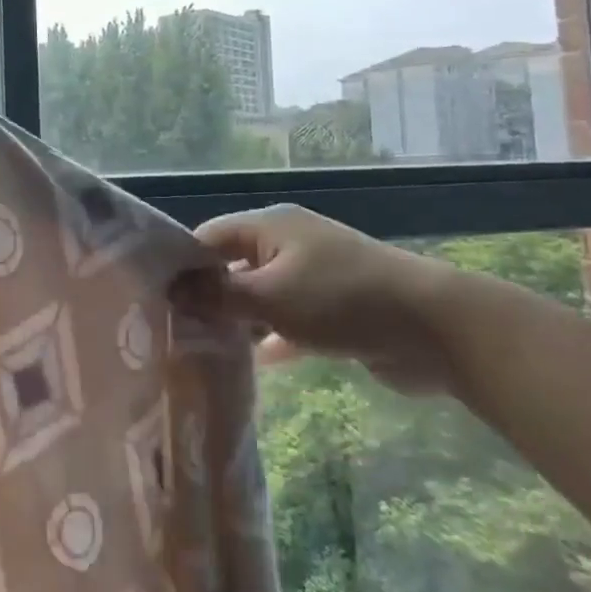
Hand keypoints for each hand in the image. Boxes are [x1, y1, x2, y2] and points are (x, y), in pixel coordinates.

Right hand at [175, 203, 462, 394]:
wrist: (435, 328)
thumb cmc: (341, 300)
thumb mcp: (270, 296)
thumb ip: (217, 296)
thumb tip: (172, 291)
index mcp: (270, 227)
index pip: (209, 237)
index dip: (182, 265)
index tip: (155, 299)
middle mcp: (288, 245)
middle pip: (233, 267)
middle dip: (208, 298)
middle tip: (175, 331)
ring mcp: (313, 278)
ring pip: (261, 297)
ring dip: (239, 321)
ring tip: (204, 351)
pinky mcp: (334, 311)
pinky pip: (289, 322)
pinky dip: (272, 339)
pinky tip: (252, 364)